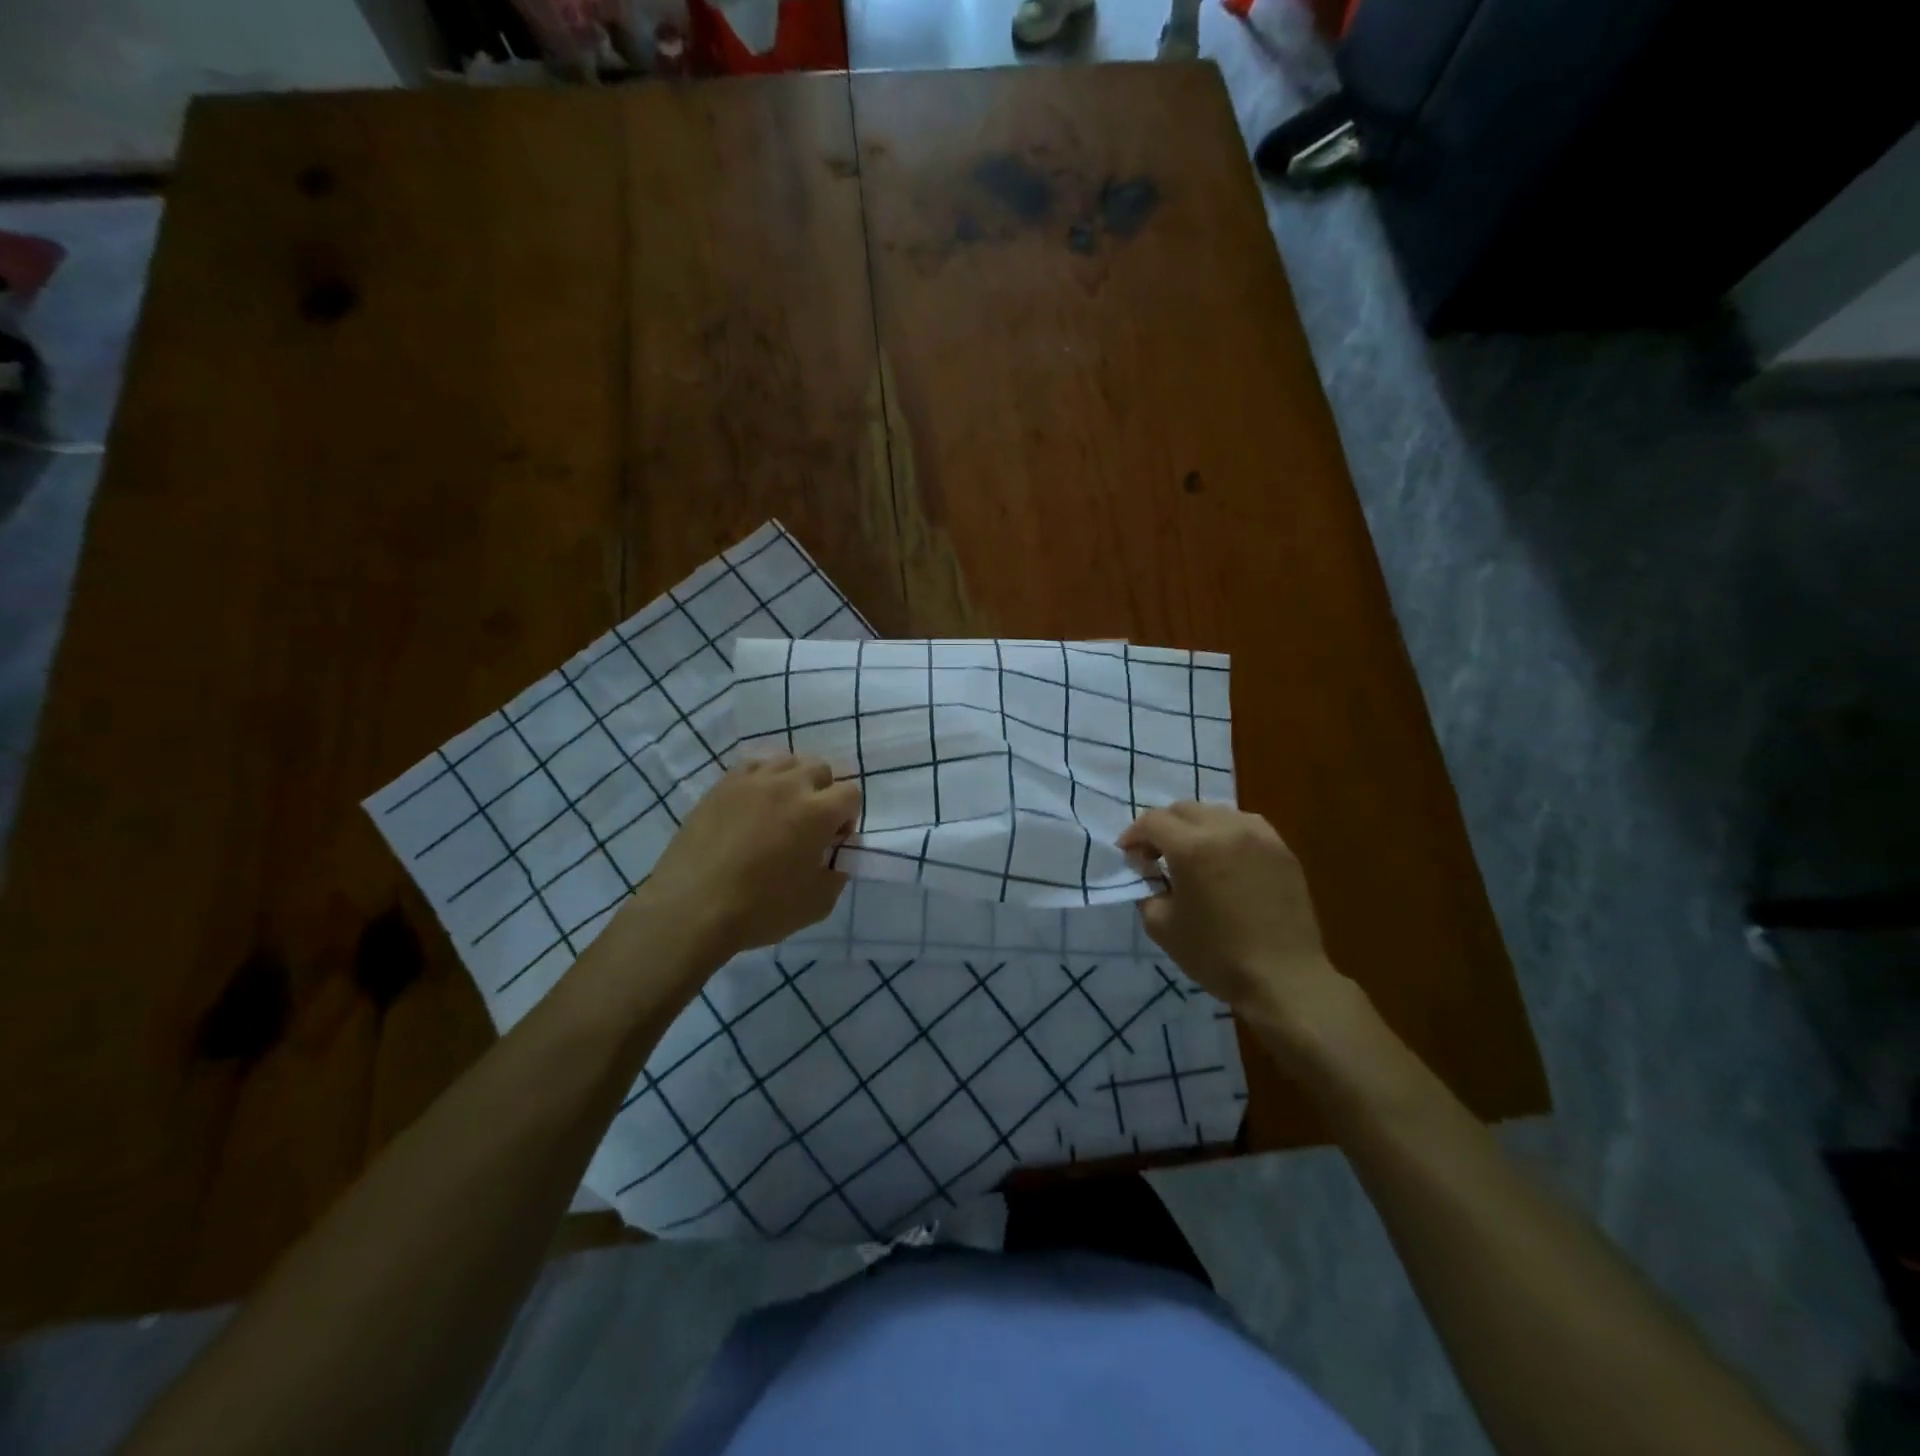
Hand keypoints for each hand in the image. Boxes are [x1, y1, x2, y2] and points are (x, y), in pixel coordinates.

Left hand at [627, 756, 859, 967]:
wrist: (691, 908)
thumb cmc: (760, 909)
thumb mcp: (818, 903)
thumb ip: (837, 872)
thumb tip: (834, 856)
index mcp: (818, 812)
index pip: (851, 793)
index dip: (848, 817)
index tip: (833, 841)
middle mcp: (789, 785)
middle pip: (821, 768)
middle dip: (824, 793)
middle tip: (810, 824)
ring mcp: (752, 780)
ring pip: (787, 761)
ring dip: (793, 781)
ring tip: (781, 810)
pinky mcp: (722, 785)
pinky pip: (753, 766)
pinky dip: (762, 779)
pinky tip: (754, 804)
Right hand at [1118, 802, 1346, 1026]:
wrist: (1283, 977)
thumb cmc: (1216, 955)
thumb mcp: (1162, 926)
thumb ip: (1147, 889)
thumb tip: (1148, 872)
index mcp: (1191, 847)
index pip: (1152, 821)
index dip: (1134, 836)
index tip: (1129, 856)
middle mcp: (1225, 829)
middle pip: (1183, 809)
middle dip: (1162, 827)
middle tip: (1156, 855)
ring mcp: (1258, 835)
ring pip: (1215, 812)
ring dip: (1194, 826)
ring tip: (1191, 854)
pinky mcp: (1281, 848)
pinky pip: (1245, 825)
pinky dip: (1225, 832)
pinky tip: (1224, 856)